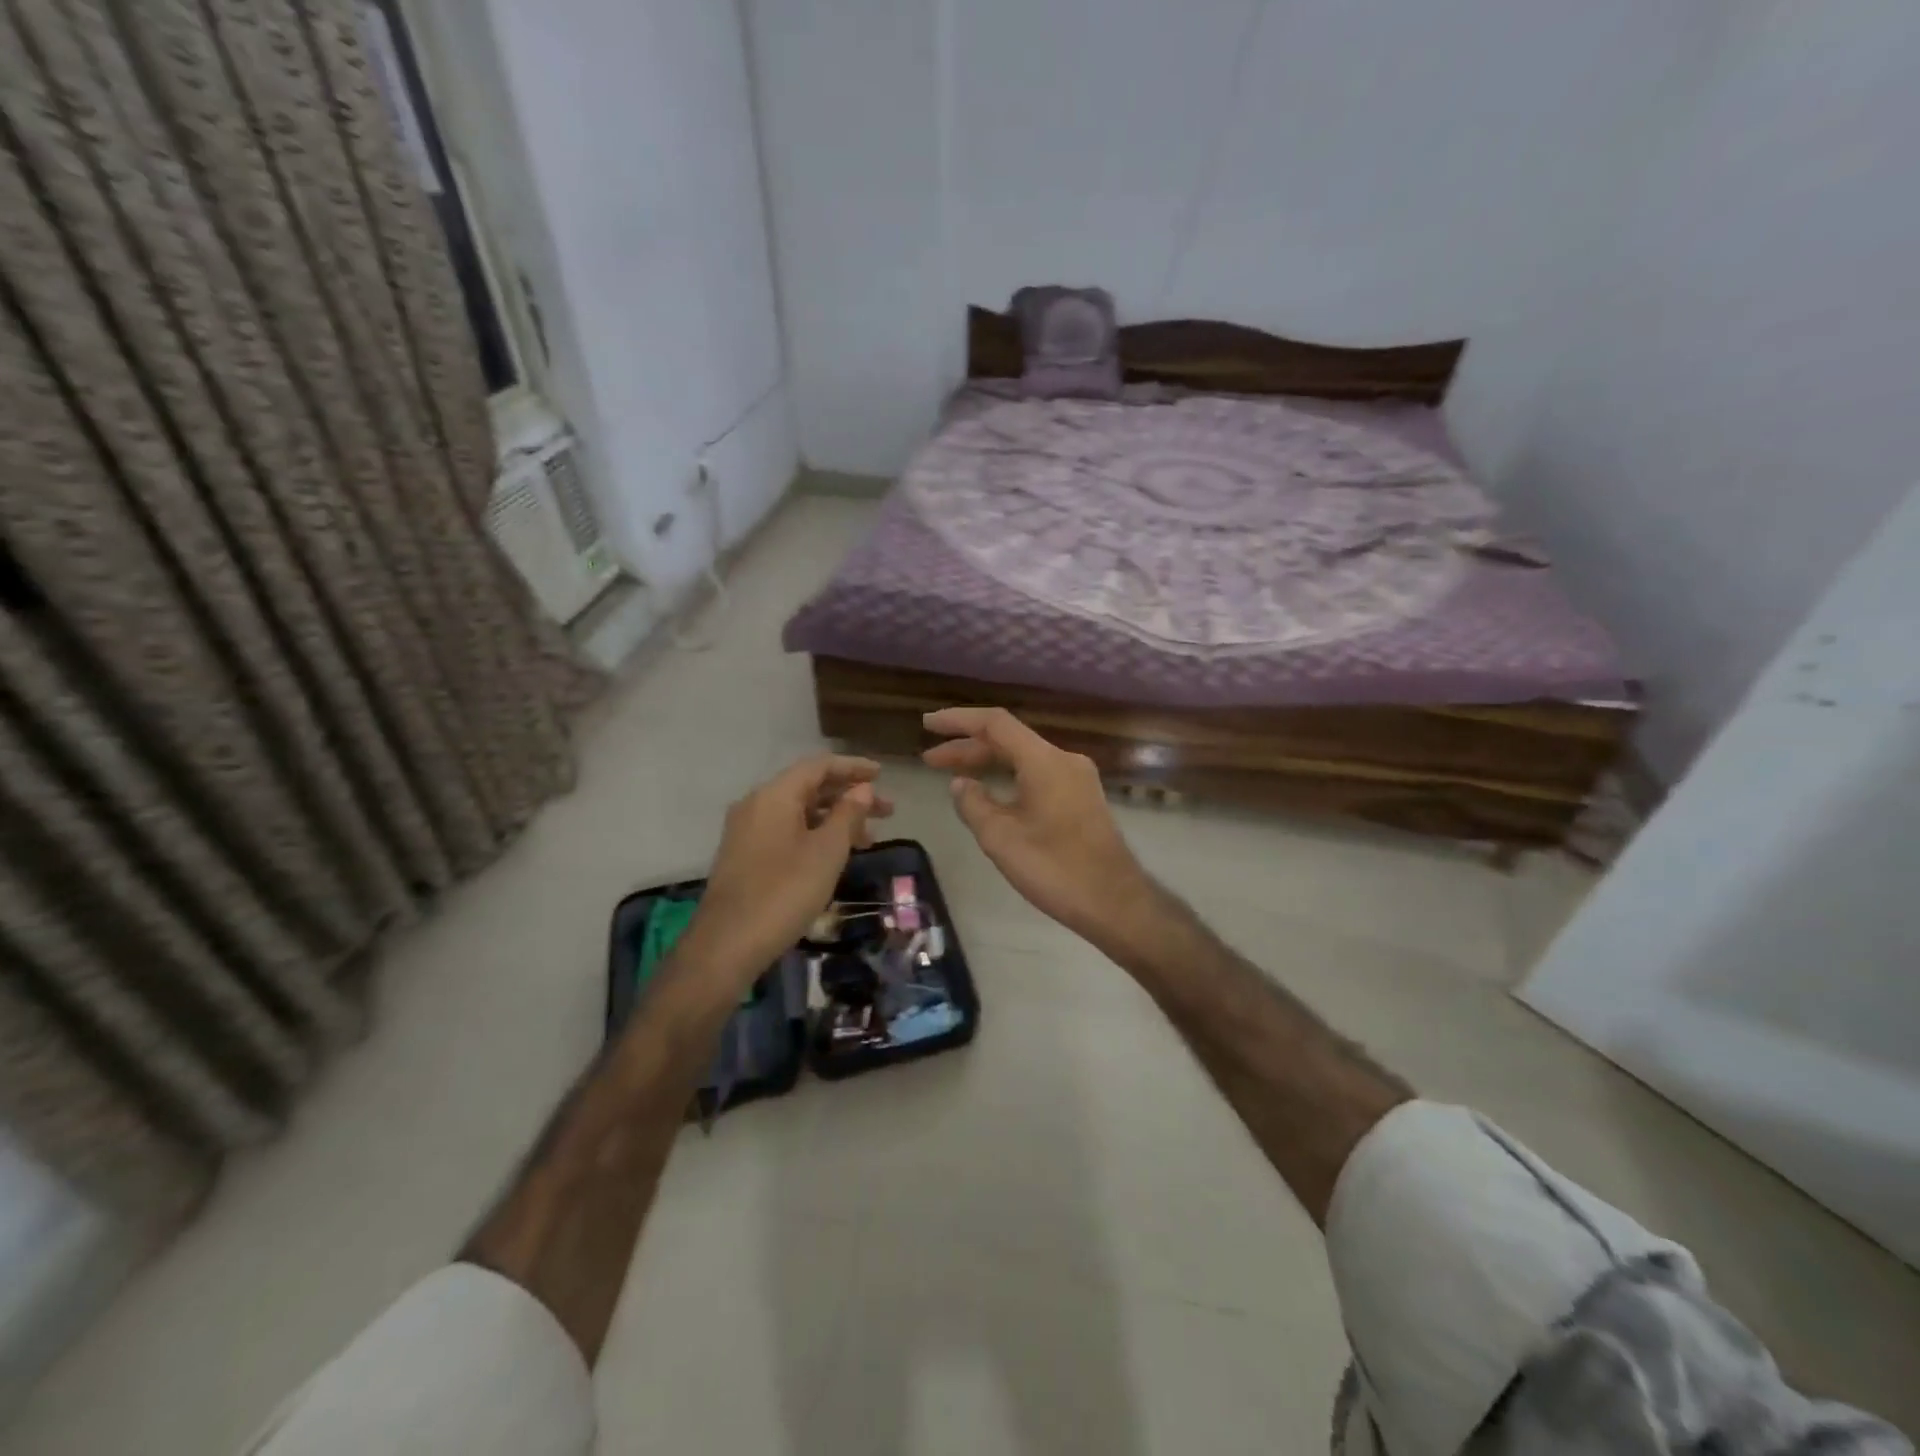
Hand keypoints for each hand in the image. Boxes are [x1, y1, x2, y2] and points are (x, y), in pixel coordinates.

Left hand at [683, 756, 892, 983]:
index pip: (819, 766)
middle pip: (809, 787)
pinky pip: (786, 830)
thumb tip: (862, 789)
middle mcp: (757, 804)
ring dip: (835, 818)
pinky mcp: (745, 855)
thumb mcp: (827, 851)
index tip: (882, 775)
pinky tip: (835, 854)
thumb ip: (847, 814)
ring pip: (799, 811)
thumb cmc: (784, 891)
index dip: (853, 767)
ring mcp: (747, 830)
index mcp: (775, 795)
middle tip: (887, 812)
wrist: (727, 944)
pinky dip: (815, 833)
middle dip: (849, 796)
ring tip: (869, 838)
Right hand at [921, 707, 1151, 943]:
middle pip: (1008, 740)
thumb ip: (974, 804)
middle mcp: (1063, 760)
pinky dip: (1009, 777)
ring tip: (951, 775)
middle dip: (967, 747)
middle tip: (929, 759)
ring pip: (1023, 759)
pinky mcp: (1082, 799)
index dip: (958, 721)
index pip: (995, 724)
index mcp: (1044, 761)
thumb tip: (961, 784)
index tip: (928, 724)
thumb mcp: (1001, 838)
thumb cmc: (1055, 869)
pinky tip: (990, 793)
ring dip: (987, 763)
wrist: (1115, 902)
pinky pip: (1038, 775)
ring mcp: (1077, 779)